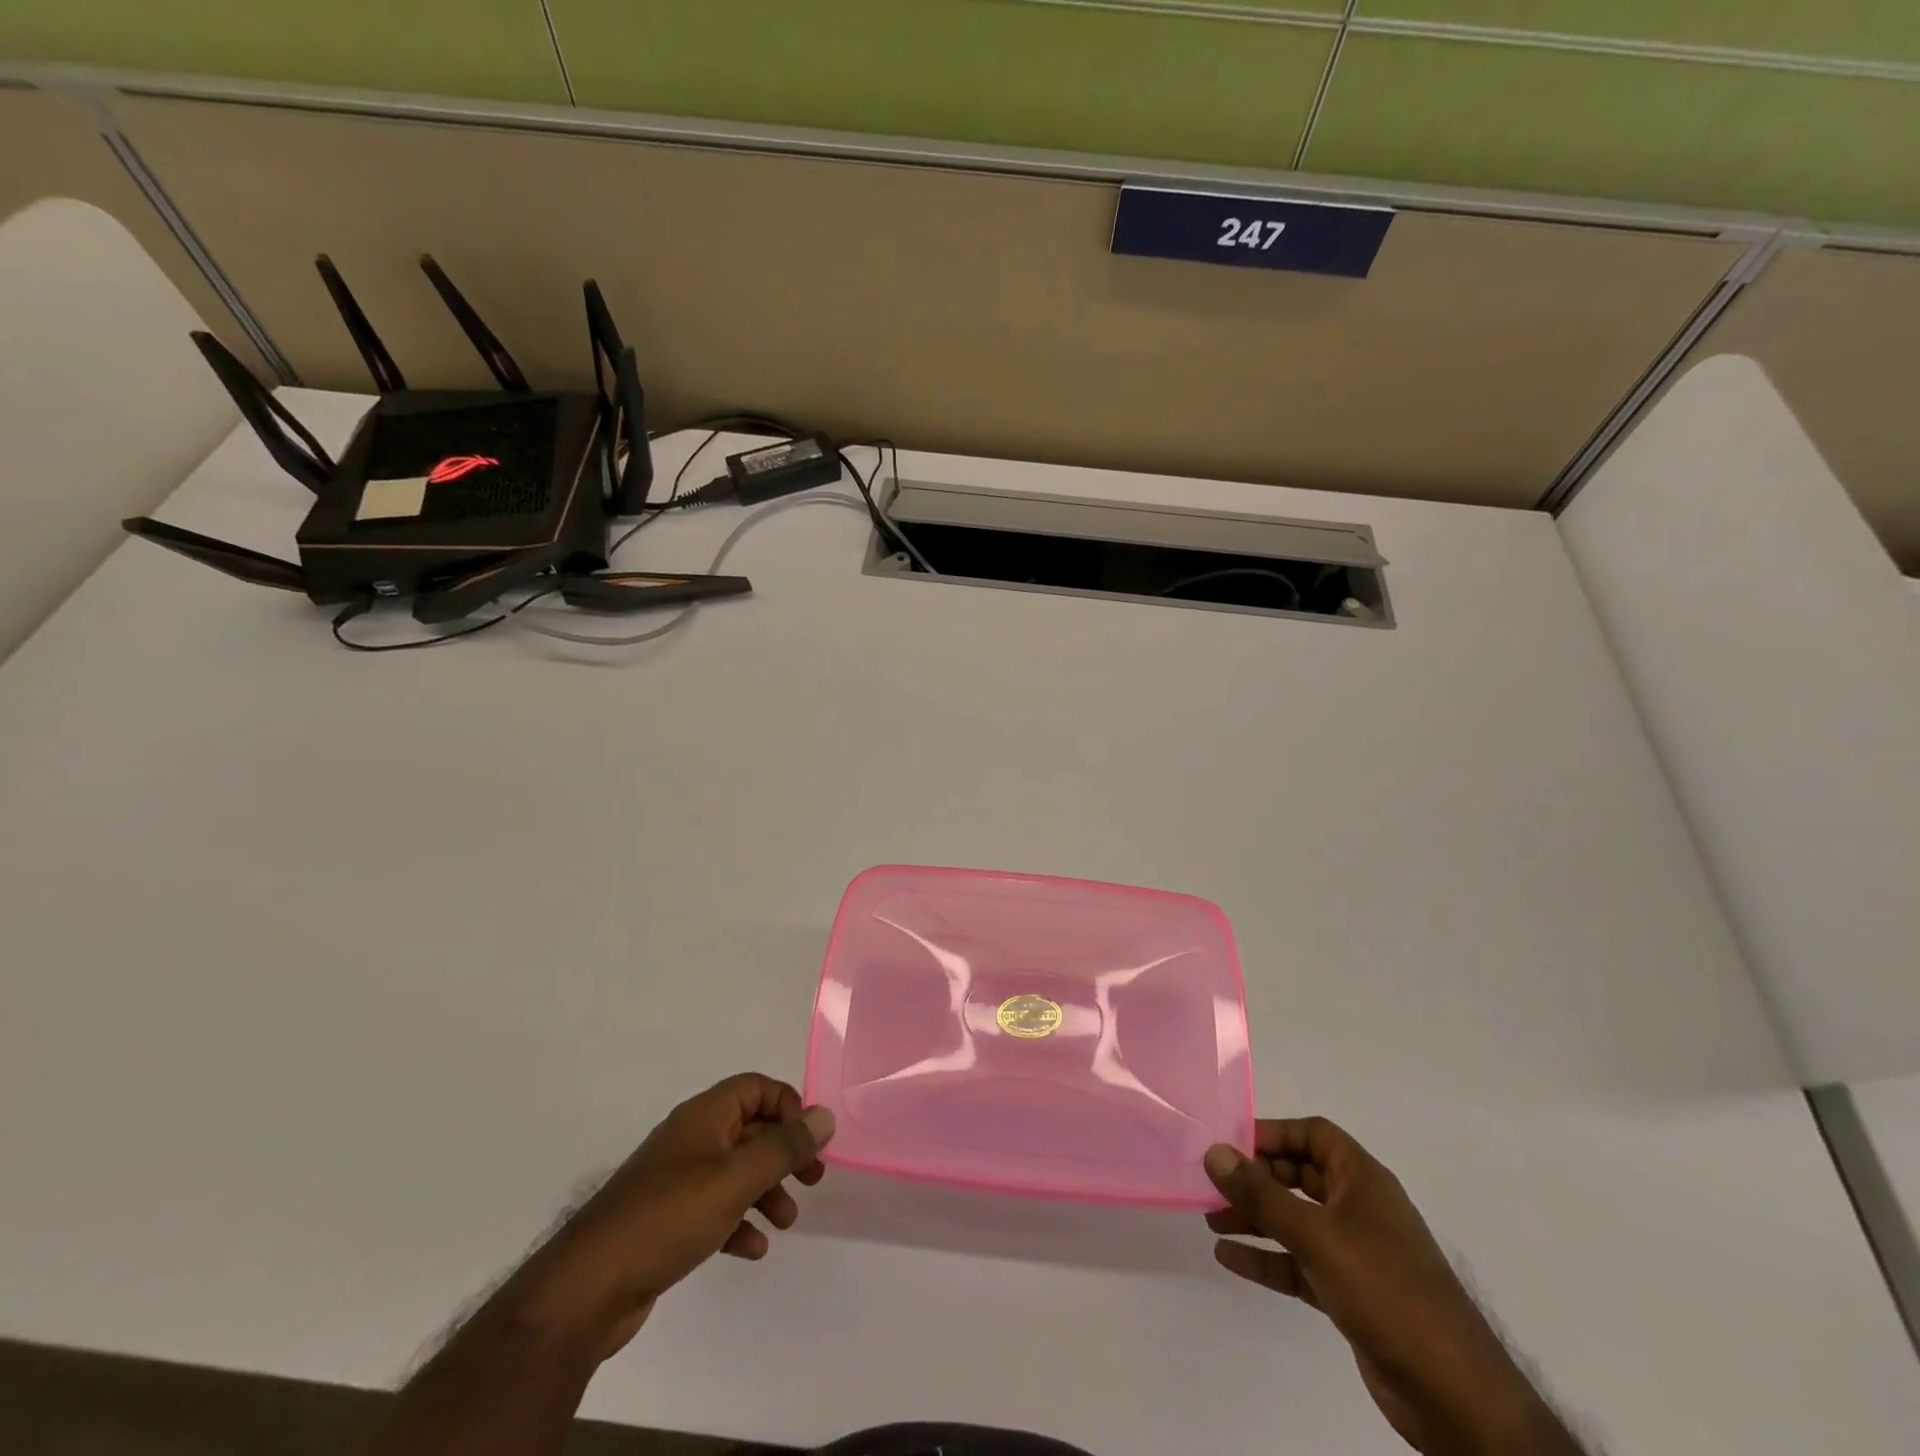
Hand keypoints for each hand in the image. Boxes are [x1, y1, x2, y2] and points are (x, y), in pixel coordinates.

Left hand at [509, 1073, 832, 1361]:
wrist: (588, 1289)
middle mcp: (691, 1140)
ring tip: (786, 1221)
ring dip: (765, 1191)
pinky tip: (752, 1249)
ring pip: (735, 1172)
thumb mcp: (736, 1178)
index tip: (807, 1140)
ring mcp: (676, 1181)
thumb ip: (784, 1147)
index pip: (755, 1088)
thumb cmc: (668, 1217)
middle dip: (783, 1154)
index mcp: (704, 1116)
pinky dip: (738, 1222)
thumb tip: (825, 1116)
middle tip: (812, 1181)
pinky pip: (714, 1209)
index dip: (787, 1106)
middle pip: (750, 1130)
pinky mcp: (666, 1221)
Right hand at [1204, 1119, 1579, 1455]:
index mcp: (1363, 1180)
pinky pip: (1298, 1262)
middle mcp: (1359, 1208)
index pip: (1313, 1135)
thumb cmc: (1386, 1290)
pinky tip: (1230, 1257)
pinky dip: (1267, 1257)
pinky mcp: (1349, 1293)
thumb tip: (1214, 1152)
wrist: (1454, 1395)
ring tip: (1211, 1218)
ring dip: (1255, 1217)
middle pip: (1299, 1176)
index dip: (1273, 1133)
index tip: (1230, 1144)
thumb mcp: (1317, 1235)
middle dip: (1256, 1178)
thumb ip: (1262, 1195)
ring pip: (1295, 1220)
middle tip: (1212, 1183)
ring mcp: (1355, 1252)